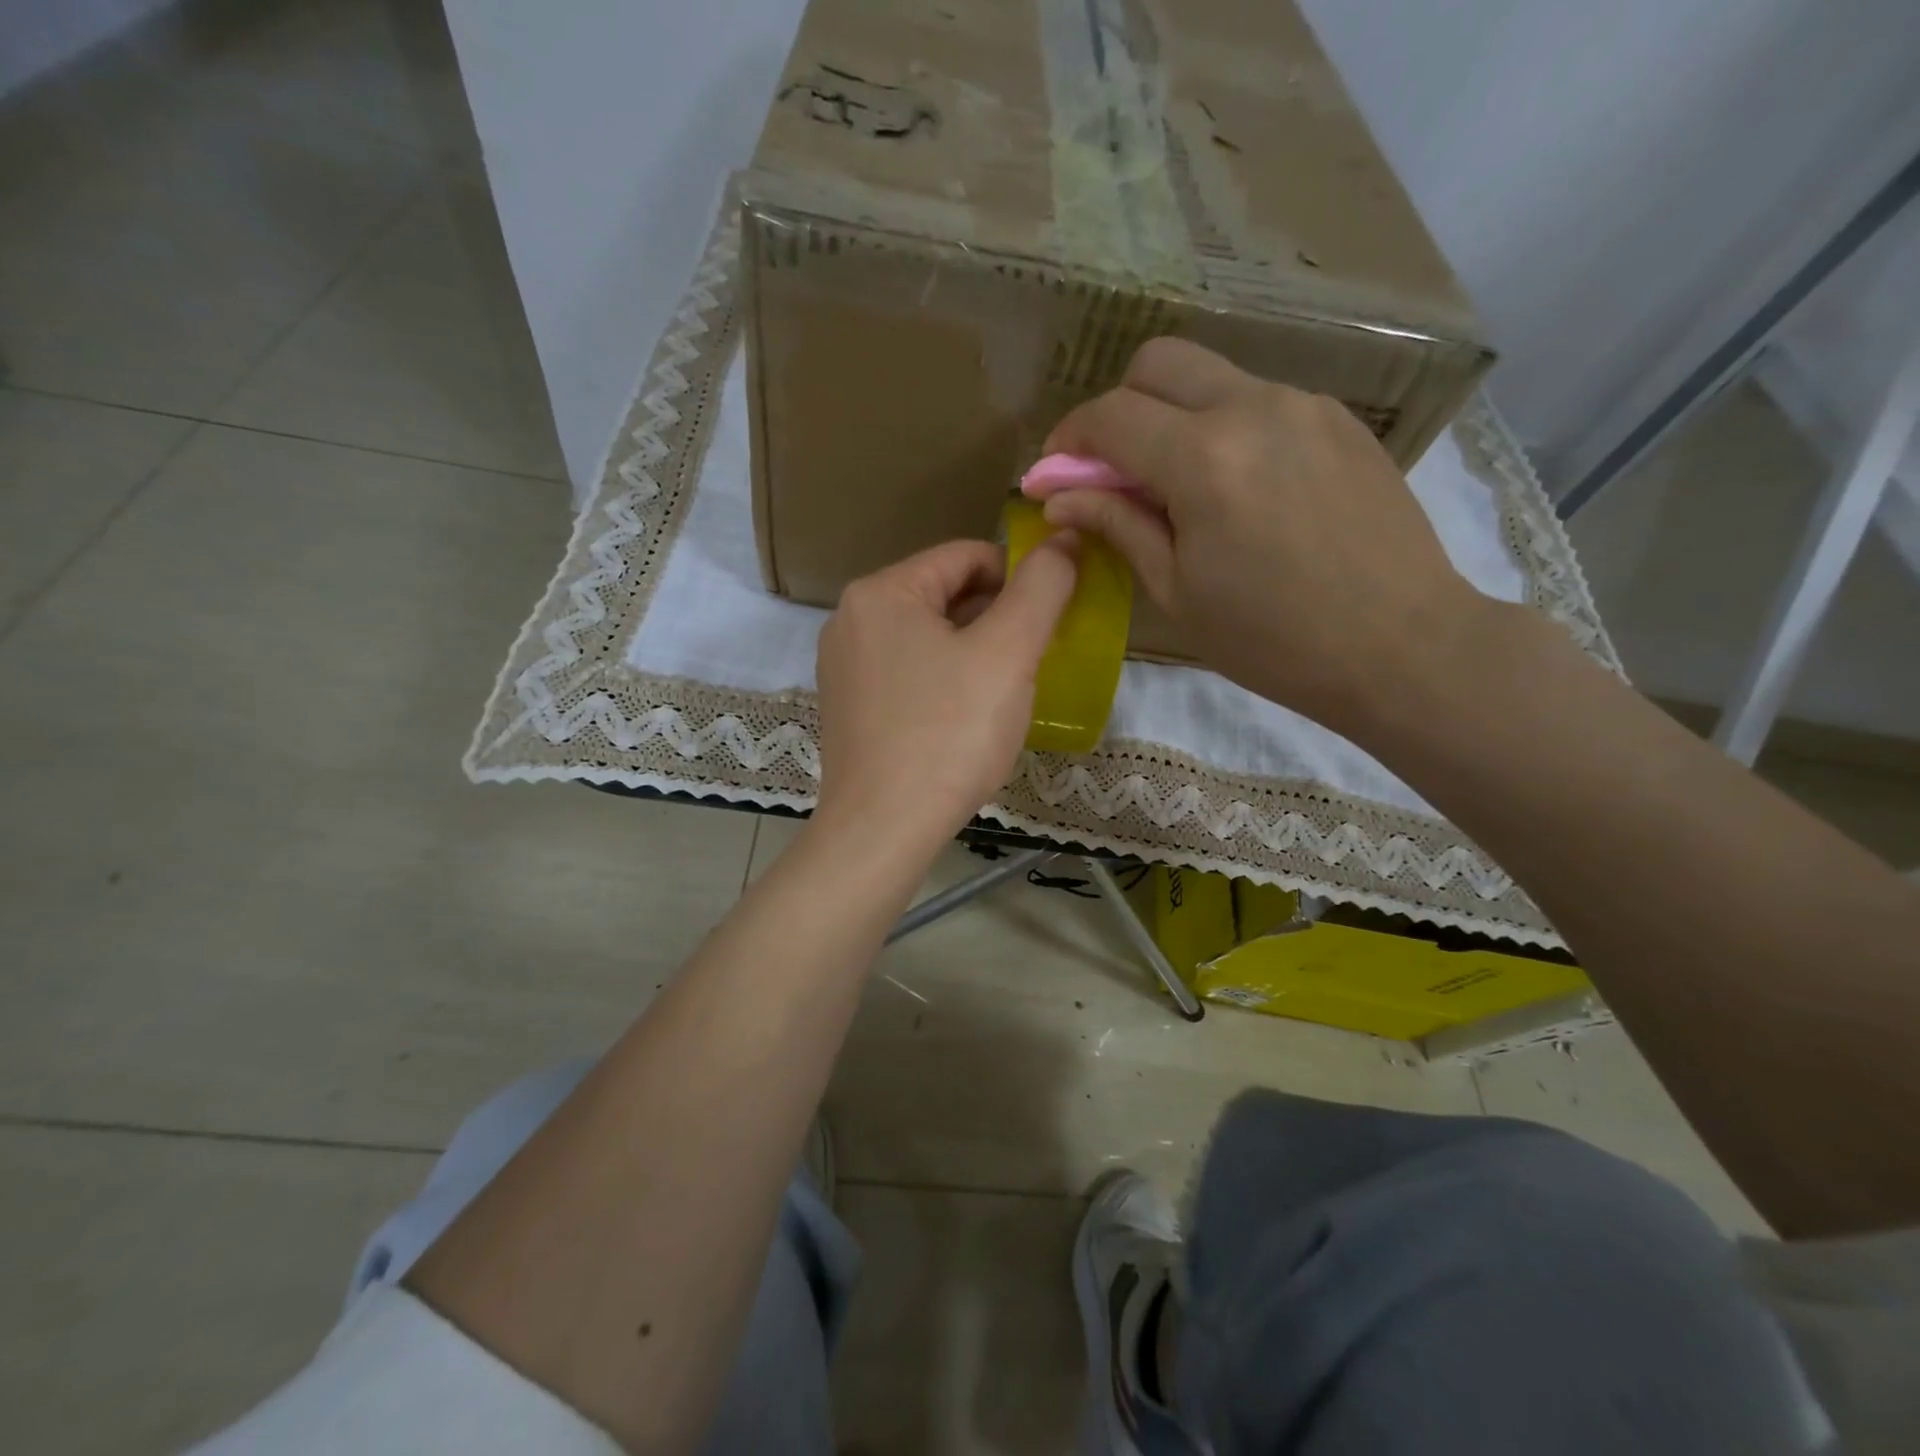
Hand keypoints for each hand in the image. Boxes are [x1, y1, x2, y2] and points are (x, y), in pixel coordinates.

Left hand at [813, 537, 1077, 852]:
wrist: (883, 830)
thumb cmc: (948, 735)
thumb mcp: (1007, 654)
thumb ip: (1042, 589)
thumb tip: (1065, 541)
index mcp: (881, 592)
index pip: (965, 556)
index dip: (1020, 575)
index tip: (1054, 612)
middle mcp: (851, 620)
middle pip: (944, 595)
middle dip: (997, 617)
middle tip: (1037, 656)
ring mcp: (844, 667)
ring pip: (927, 638)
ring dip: (974, 651)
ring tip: (1008, 689)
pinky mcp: (849, 708)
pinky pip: (908, 674)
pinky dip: (945, 680)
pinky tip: (968, 717)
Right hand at [1040, 337, 1488, 738]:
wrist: (1400, 644)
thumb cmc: (1272, 639)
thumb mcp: (1177, 591)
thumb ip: (1118, 525)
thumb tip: (1060, 497)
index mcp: (1203, 458)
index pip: (1111, 416)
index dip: (1068, 440)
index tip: (1054, 474)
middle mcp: (1253, 408)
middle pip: (1159, 363)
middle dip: (1118, 407)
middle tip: (1113, 469)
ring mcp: (1305, 405)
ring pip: (1212, 377)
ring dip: (1174, 416)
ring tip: (1181, 488)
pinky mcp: (1339, 419)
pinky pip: (1259, 401)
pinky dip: (1225, 427)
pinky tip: (1239, 489)